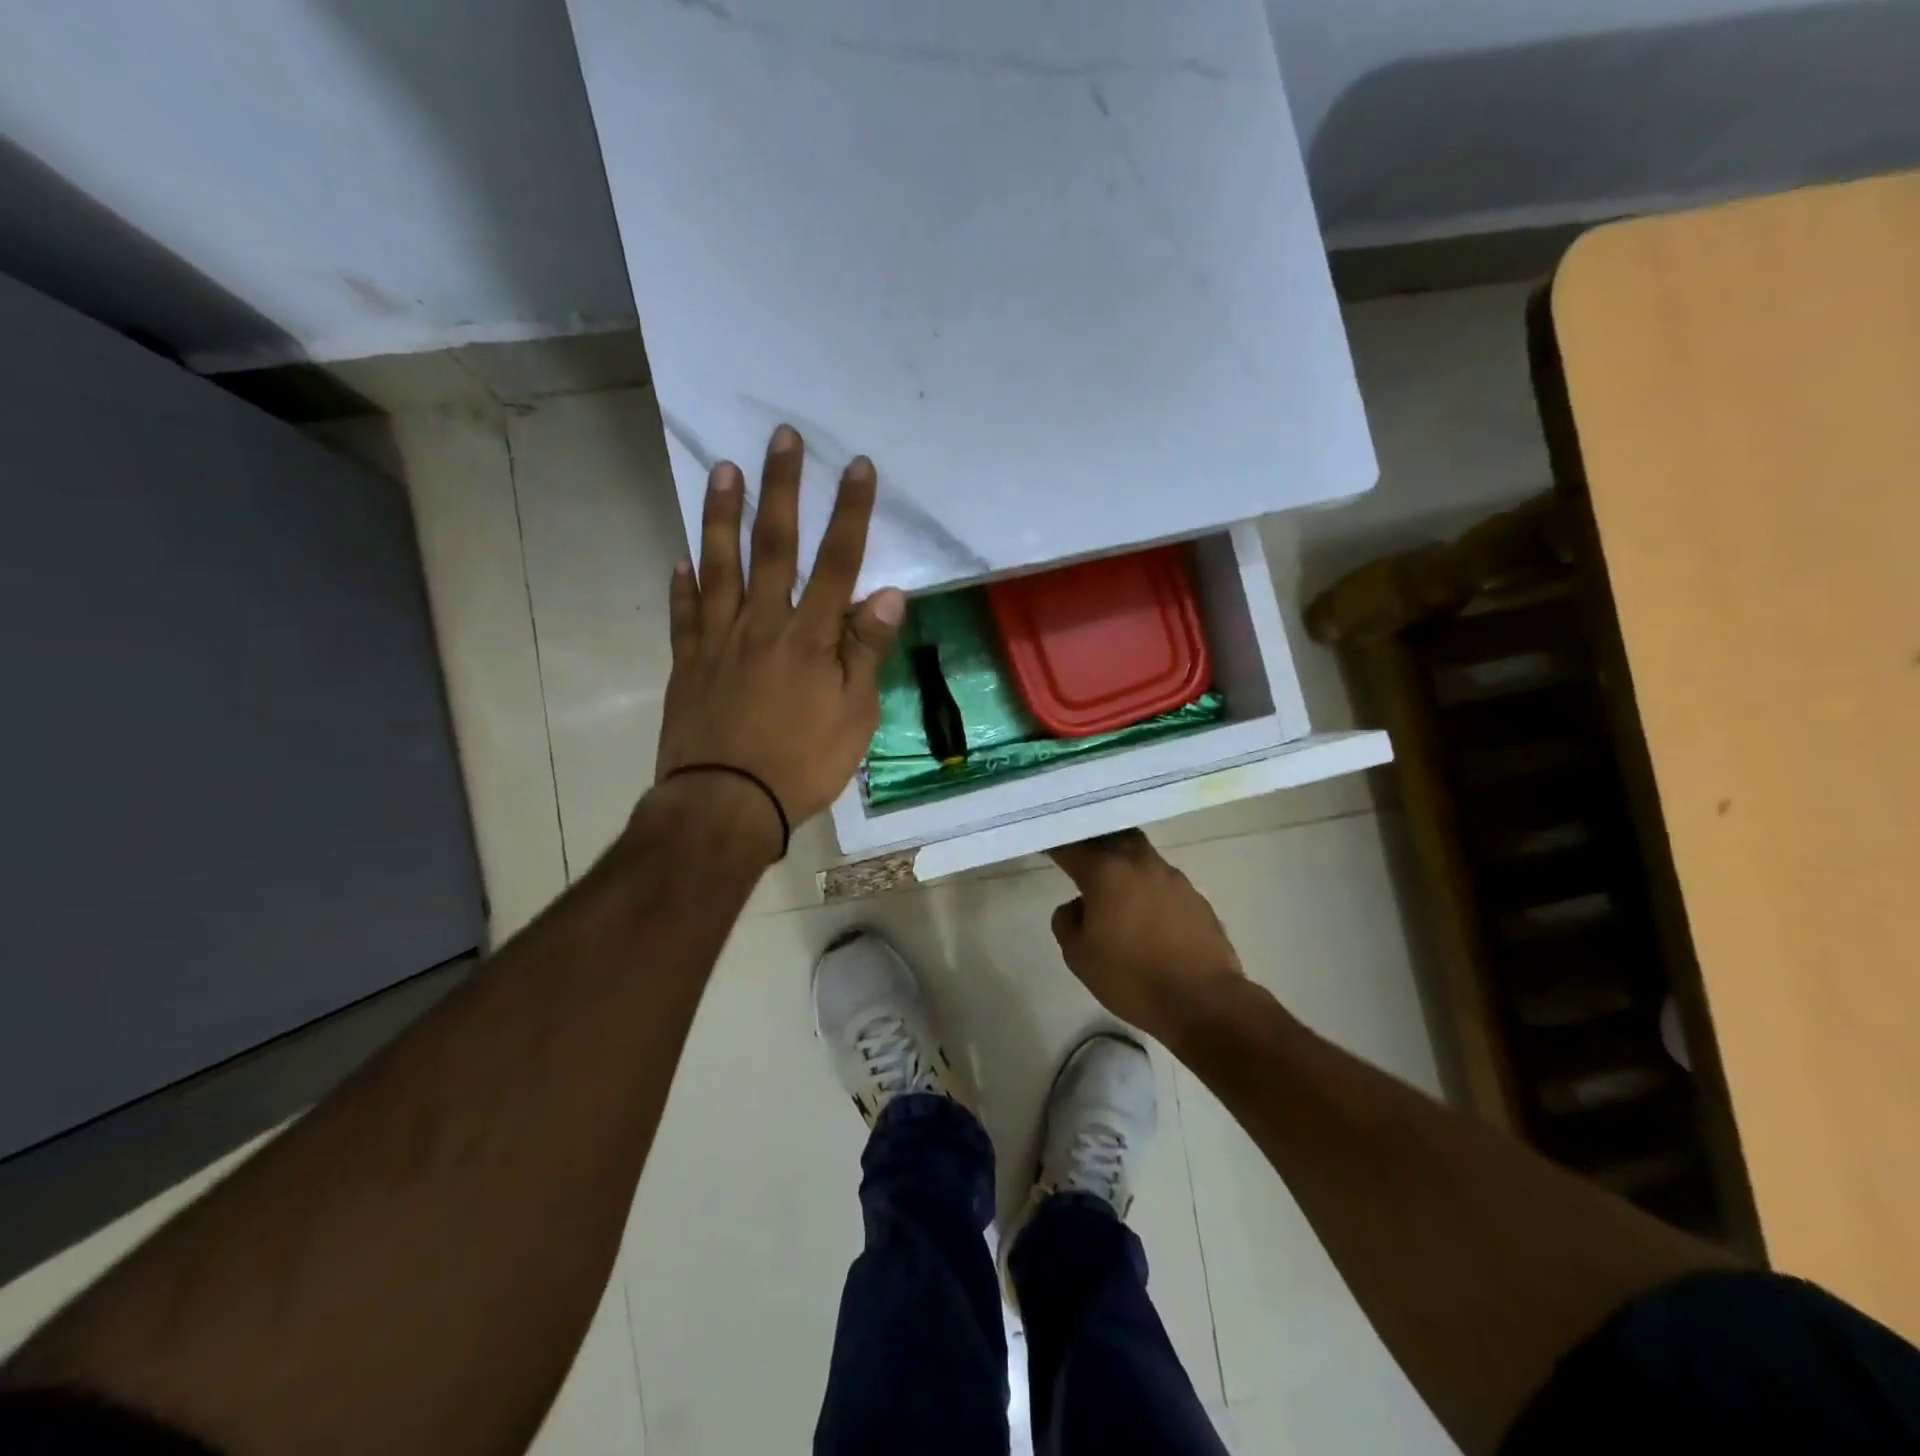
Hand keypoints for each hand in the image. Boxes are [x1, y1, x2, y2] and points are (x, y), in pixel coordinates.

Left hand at [654, 424, 904, 845]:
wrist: (726, 804)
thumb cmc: (802, 764)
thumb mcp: (855, 716)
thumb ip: (866, 652)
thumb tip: (887, 594)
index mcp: (810, 638)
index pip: (837, 562)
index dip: (849, 512)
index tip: (857, 466)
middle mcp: (762, 624)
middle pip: (774, 546)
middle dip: (782, 489)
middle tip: (782, 438)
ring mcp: (718, 640)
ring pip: (720, 565)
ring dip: (723, 516)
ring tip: (725, 469)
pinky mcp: (687, 663)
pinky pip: (684, 614)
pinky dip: (683, 584)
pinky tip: (682, 558)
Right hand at [1048, 831, 1245, 1040]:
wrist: (1203, 1001)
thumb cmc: (1131, 978)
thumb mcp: (1079, 956)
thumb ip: (1067, 921)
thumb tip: (1078, 906)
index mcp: (1106, 871)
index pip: (1072, 846)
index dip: (1055, 845)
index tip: (1045, 846)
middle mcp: (1140, 862)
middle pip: (1111, 837)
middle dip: (1093, 842)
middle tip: (1079, 857)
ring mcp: (1172, 877)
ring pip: (1139, 854)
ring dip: (1122, 863)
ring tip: (1112, 886)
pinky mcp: (1195, 896)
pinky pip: (1161, 879)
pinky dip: (1146, 886)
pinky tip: (1144, 911)